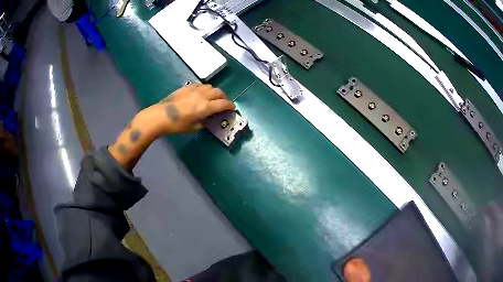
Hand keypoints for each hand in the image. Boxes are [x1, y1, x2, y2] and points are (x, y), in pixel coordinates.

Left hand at [145, 84, 234, 134]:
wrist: (160, 116)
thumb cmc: (176, 125)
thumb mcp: (193, 127)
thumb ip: (205, 121)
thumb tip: (209, 118)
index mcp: (205, 107)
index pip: (224, 104)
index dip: (230, 106)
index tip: (232, 109)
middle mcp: (202, 95)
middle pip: (219, 92)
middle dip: (224, 97)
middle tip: (222, 103)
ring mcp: (194, 89)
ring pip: (210, 86)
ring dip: (214, 92)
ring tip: (212, 98)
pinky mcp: (186, 87)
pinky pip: (200, 85)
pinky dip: (204, 89)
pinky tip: (200, 94)